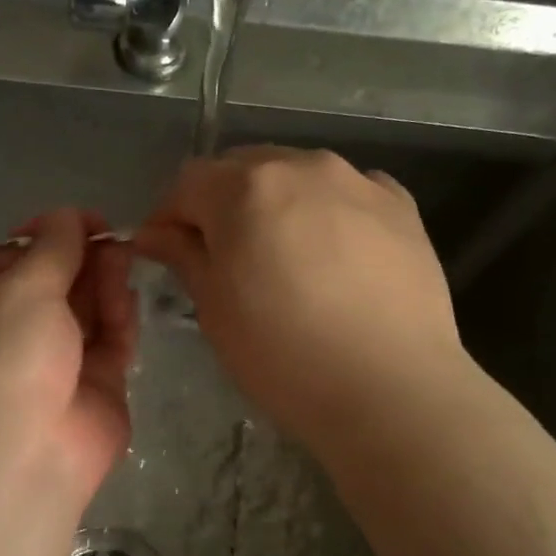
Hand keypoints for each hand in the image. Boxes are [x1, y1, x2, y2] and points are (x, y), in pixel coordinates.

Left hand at [0, 208, 138, 508]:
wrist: (20, 459)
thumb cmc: (5, 360)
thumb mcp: (21, 289)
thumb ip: (51, 249)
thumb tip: (67, 216)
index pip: (9, 261)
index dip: (43, 236)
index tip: (77, 221)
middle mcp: (14, 336)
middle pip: (54, 284)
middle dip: (81, 257)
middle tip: (112, 237)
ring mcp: (56, 365)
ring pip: (86, 312)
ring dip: (103, 283)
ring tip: (125, 257)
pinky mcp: (96, 389)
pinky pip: (110, 344)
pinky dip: (119, 319)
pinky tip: (127, 297)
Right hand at [133, 146, 460, 452]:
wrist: (391, 389)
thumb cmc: (283, 356)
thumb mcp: (215, 309)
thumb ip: (183, 256)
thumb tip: (154, 233)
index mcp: (245, 189)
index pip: (188, 182)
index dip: (169, 216)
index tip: (167, 252)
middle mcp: (301, 166)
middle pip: (243, 168)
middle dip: (221, 203)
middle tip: (223, 257)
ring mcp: (358, 181)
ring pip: (297, 176)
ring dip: (276, 204)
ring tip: (283, 257)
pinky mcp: (401, 205)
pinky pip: (348, 194)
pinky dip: (328, 212)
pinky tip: (334, 255)